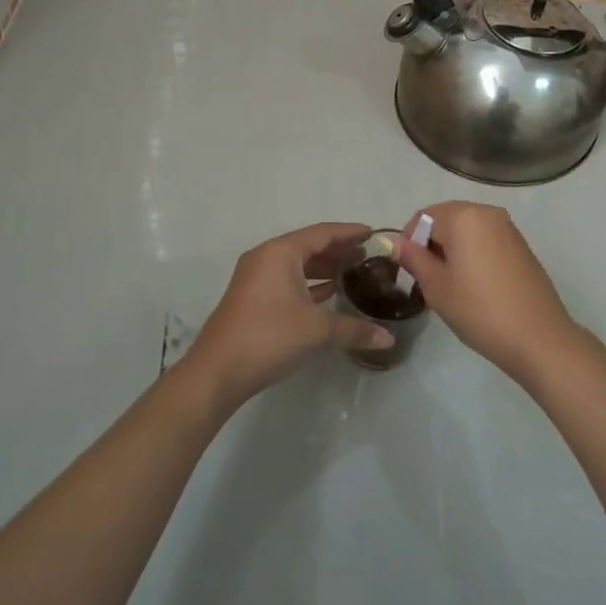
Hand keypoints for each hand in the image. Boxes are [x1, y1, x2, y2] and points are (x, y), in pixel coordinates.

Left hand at [181, 222, 392, 407]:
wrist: (216, 372)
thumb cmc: (268, 337)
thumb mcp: (316, 330)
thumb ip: (354, 329)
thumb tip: (389, 338)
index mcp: (280, 253)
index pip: (322, 233)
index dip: (349, 232)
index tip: (374, 233)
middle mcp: (266, 258)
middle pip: (309, 246)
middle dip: (338, 250)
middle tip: (369, 257)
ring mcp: (255, 278)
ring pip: (297, 265)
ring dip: (323, 268)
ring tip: (353, 274)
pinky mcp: (252, 298)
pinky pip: (287, 280)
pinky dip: (309, 283)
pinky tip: (328, 295)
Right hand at [394, 202, 579, 382]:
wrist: (538, 338)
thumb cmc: (480, 310)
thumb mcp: (437, 287)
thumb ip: (415, 259)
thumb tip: (397, 243)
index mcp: (464, 216)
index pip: (423, 217)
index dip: (410, 241)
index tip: (409, 270)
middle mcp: (487, 212)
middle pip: (446, 218)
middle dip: (431, 243)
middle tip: (427, 279)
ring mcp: (508, 227)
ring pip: (467, 229)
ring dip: (452, 248)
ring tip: (450, 284)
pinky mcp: (521, 245)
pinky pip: (486, 239)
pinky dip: (473, 252)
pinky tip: (475, 284)